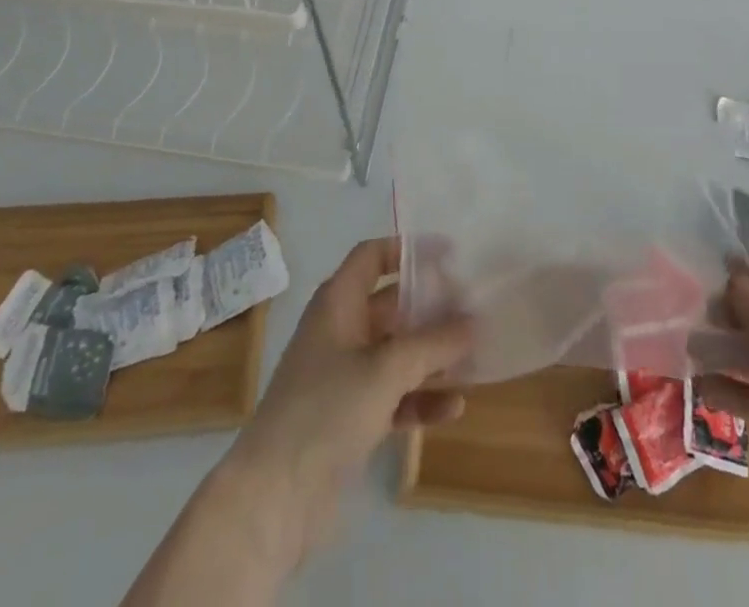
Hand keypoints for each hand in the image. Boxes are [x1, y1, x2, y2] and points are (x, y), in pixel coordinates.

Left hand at [230, 235, 473, 552]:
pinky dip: (421, 398)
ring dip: (432, 355)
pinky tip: (455, 407)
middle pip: (391, 305)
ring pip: (397, 353)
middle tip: (474, 308)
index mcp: (338, 303)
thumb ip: (433, 343)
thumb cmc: (326, 410)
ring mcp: (345, 376)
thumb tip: (474, 321)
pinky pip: (395, 396)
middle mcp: (341, 331)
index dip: (408, 249)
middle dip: (431, 307)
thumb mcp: (386, 369)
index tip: (450, 255)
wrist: (273, 499)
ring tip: (475, 356)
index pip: (373, 256)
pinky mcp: (351, 418)